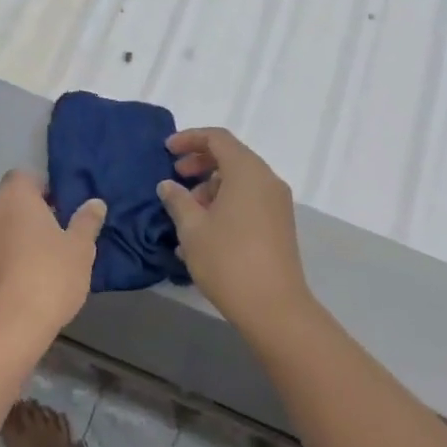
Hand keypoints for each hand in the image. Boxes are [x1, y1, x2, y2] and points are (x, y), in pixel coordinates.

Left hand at [0, 171, 104, 350]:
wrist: (8, 328)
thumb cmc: (49, 276)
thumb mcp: (80, 248)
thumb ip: (87, 221)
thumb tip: (95, 203)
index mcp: (14, 195)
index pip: (28, 176)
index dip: (48, 188)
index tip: (67, 207)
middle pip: (14, 199)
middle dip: (36, 210)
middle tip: (63, 230)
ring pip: (4, 223)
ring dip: (24, 232)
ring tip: (52, 254)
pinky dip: (13, 251)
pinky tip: (35, 273)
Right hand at [157, 129, 309, 326]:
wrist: (274, 307)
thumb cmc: (227, 260)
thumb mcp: (192, 229)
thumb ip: (177, 200)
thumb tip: (168, 185)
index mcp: (247, 172)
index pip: (218, 138)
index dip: (190, 139)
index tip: (167, 150)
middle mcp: (267, 180)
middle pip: (231, 157)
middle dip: (200, 163)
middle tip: (176, 177)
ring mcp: (277, 203)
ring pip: (240, 180)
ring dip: (211, 187)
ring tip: (186, 212)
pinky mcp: (279, 224)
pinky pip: (249, 200)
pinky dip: (225, 202)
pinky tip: (204, 230)